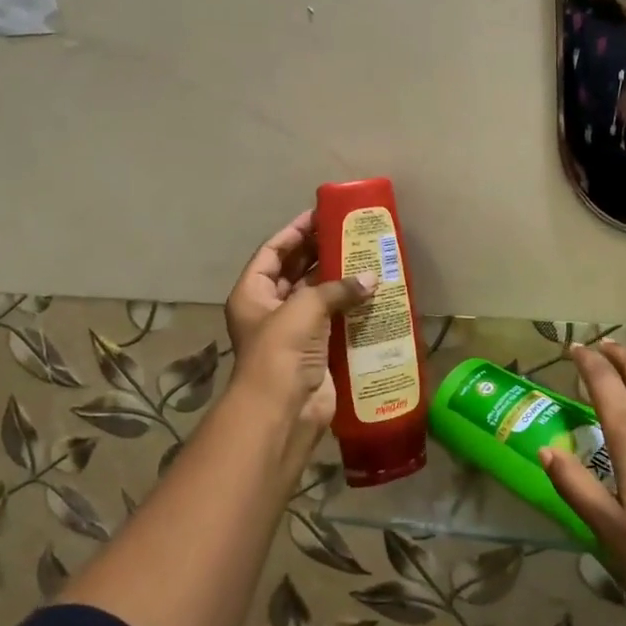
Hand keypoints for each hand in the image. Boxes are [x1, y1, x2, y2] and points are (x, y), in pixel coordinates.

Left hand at [222, 216, 375, 459]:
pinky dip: (350, 308)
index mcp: (252, 293)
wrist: (283, 410)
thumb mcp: (305, 307)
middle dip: (319, 252)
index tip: (320, 215)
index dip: (295, 232)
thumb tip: (372, 278)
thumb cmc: (281, 350)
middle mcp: (269, 309)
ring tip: (366, 258)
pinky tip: (373, 293)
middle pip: (295, 272)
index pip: (272, 252)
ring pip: (316, 296)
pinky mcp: (315, 350)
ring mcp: (292, 332)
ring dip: (338, 280)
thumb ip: (337, 288)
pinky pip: (333, 321)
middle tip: (349, 233)